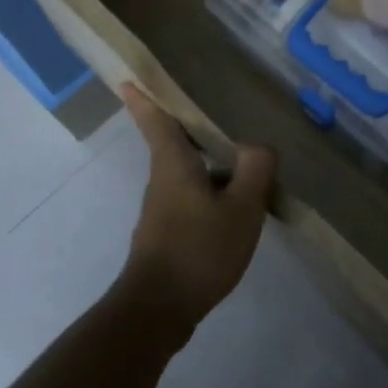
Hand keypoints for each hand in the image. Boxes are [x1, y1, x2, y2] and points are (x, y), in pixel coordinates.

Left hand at [115, 84, 275, 335]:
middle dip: (189, 125)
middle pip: (173, 143)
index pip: (156, 120)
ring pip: (186, 172)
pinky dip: (211, 189)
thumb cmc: (198, 250)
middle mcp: (163, 180)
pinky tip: (237, 203)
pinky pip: (193, 197)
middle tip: (216, 108)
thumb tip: (258, 146)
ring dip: (207, 160)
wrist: (159, 310)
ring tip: (242, 155)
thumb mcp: (241, 208)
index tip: (130, 77)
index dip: (145, 97)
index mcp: (173, 164)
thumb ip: (255, 171)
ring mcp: (163, 210)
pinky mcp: (168, 234)